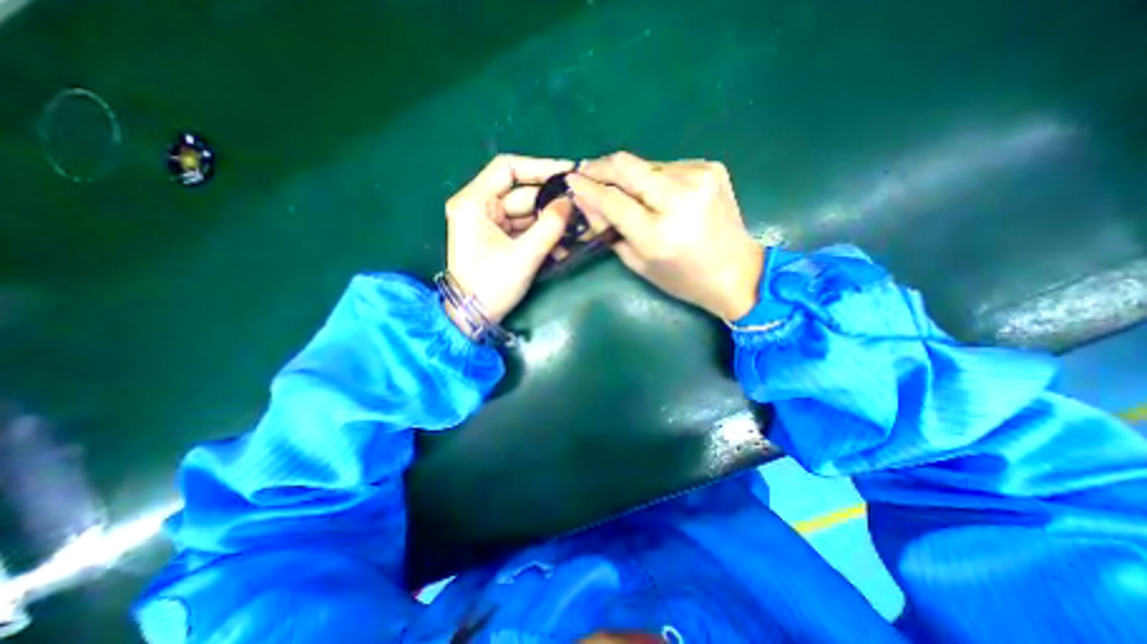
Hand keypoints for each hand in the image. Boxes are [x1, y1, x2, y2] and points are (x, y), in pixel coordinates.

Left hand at [446, 151, 577, 332]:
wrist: (472, 317)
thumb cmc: (491, 286)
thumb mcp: (524, 256)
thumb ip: (550, 226)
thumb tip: (570, 202)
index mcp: (474, 202)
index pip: (508, 169)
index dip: (540, 167)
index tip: (569, 172)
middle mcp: (479, 206)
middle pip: (521, 193)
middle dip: (551, 203)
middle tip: (581, 207)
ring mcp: (489, 223)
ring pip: (527, 212)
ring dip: (550, 222)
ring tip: (577, 230)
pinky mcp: (498, 238)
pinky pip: (524, 228)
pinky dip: (542, 235)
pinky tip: (561, 246)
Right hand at [565, 150, 760, 322]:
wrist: (736, 271)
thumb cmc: (682, 279)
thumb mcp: (638, 262)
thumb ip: (608, 230)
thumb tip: (584, 200)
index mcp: (658, 233)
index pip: (612, 199)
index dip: (587, 187)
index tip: (570, 179)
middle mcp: (680, 199)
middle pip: (627, 166)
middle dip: (600, 167)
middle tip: (585, 172)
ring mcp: (699, 178)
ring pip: (646, 164)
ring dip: (630, 176)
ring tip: (628, 193)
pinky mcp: (711, 168)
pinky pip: (667, 167)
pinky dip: (654, 179)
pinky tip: (658, 195)